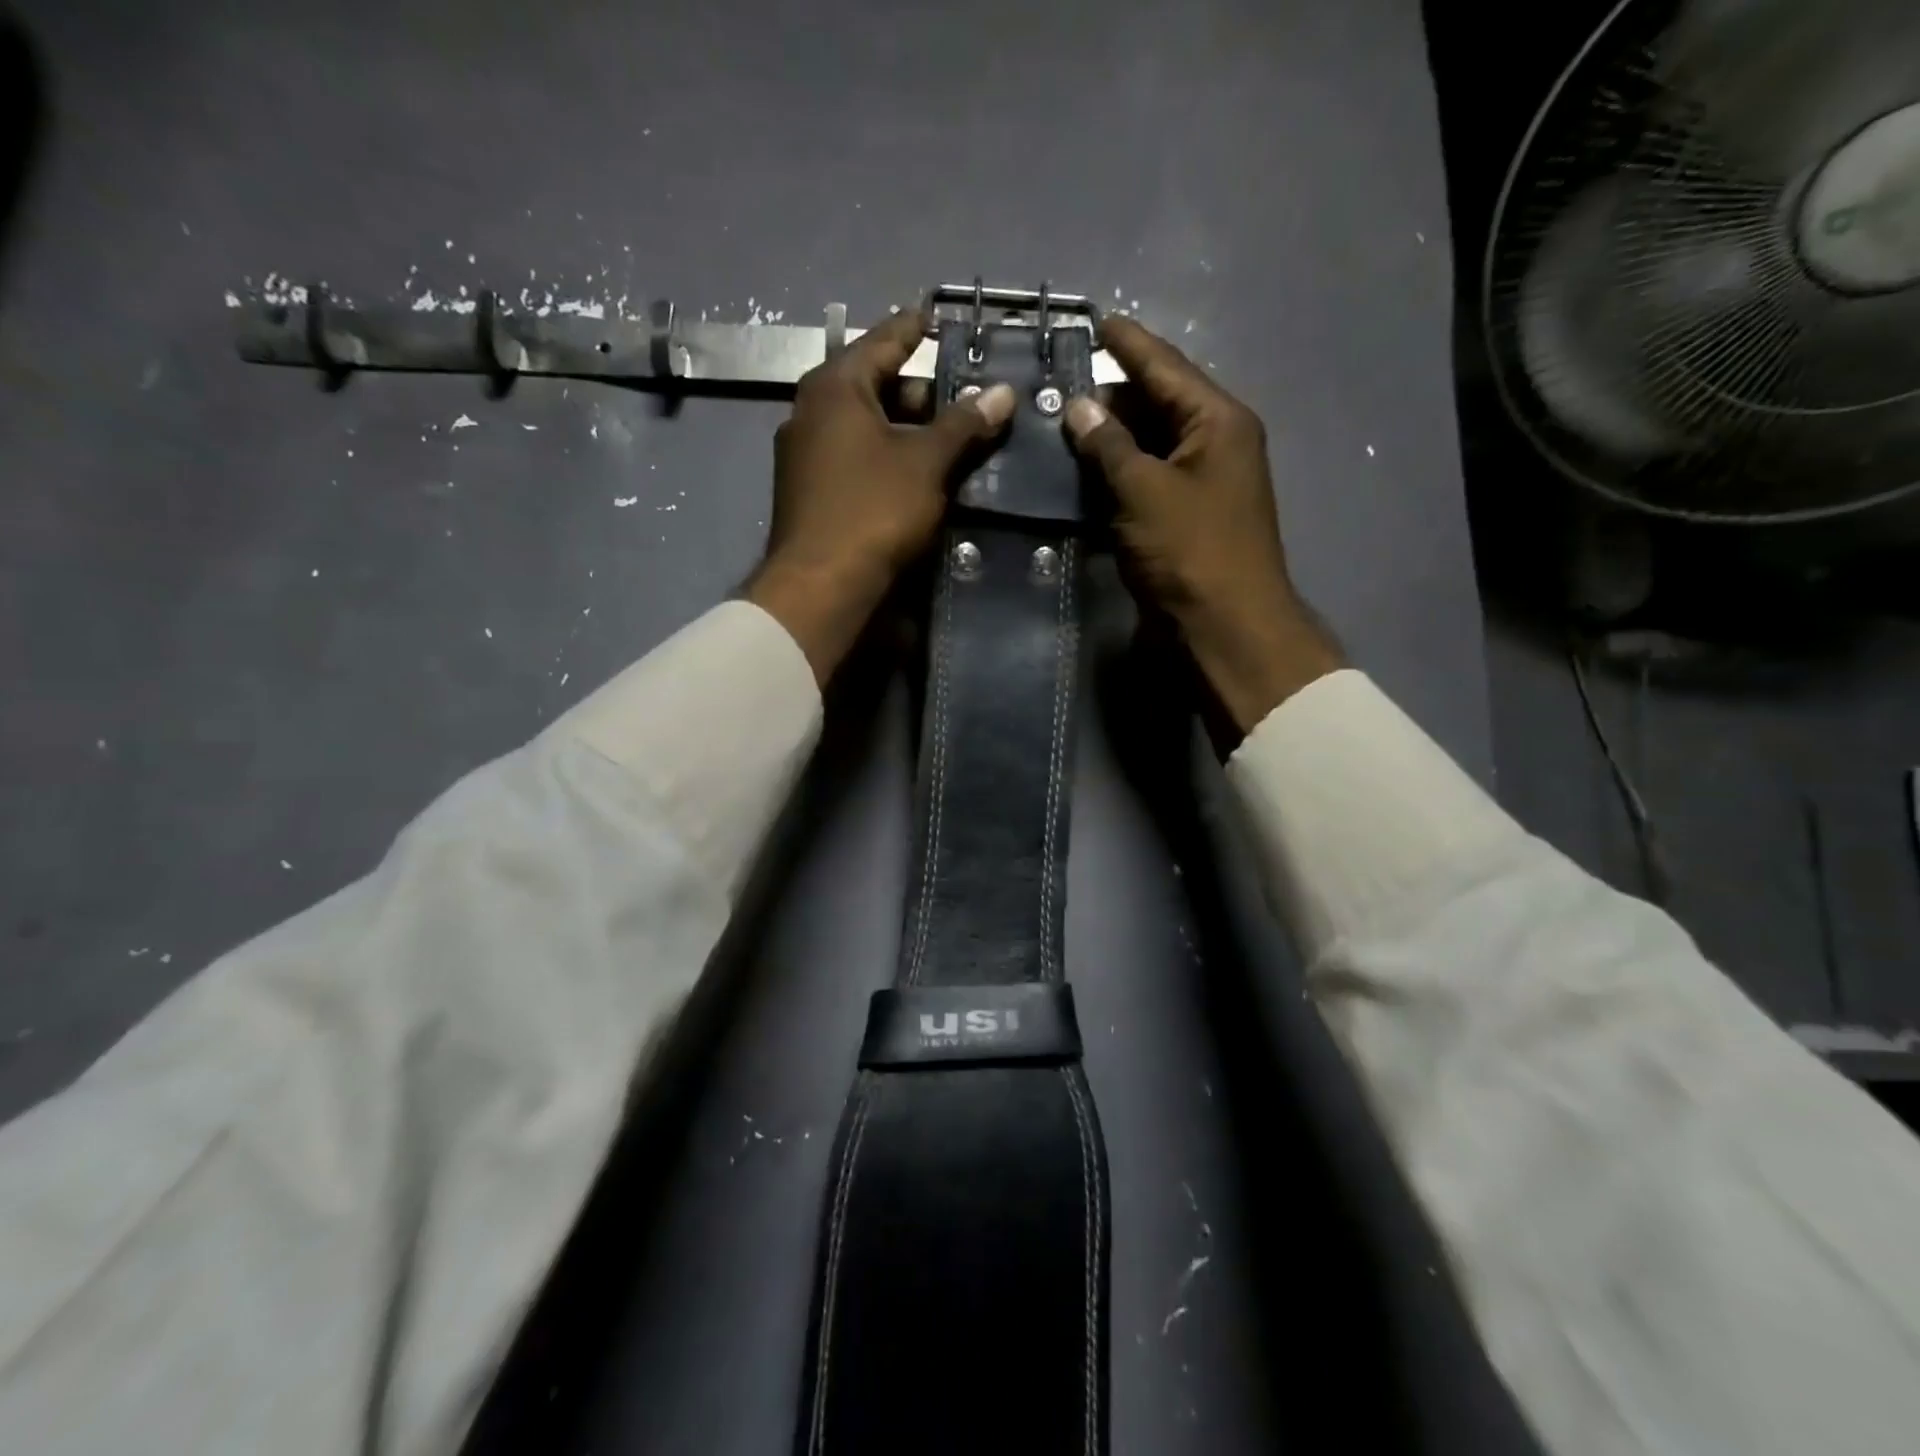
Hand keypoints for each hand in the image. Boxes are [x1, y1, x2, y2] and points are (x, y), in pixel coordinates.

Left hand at [746, 310, 1014, 683]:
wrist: (819, 586)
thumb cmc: (873, 510)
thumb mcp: (926, 463)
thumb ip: (964, 425)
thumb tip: (1004, 392)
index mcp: (834, 387)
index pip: (882, 341)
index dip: (914, 328)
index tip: (937, 316)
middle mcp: (810, 412)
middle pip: (873, 386)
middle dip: (919, 392)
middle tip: (962, 399)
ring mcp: (804, 455)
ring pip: (864, 428)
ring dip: (905, 431)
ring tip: (948, 441)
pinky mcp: (808, 493)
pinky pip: (854, 459)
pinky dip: (885, 458)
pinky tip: (915, 477)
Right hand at [1063, 317, 1342, 736]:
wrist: (1225, 628)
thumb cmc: (1191, 552)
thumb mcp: (1144, 491)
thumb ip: (1109, 445)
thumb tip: (1079, 406)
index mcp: (1218, 421)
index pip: (1166, 367)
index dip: (1128, 343)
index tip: (1093, 318)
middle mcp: (1214, 444)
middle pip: (1156, 404)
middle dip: (1109, 396)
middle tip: (1057, 384)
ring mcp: (1200, 484)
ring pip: (1147, 446)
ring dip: (1107, 440)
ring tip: (1057, 425)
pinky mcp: (1183, 519)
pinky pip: (1144, 482)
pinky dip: (1114, 477)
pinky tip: (1078, 474)